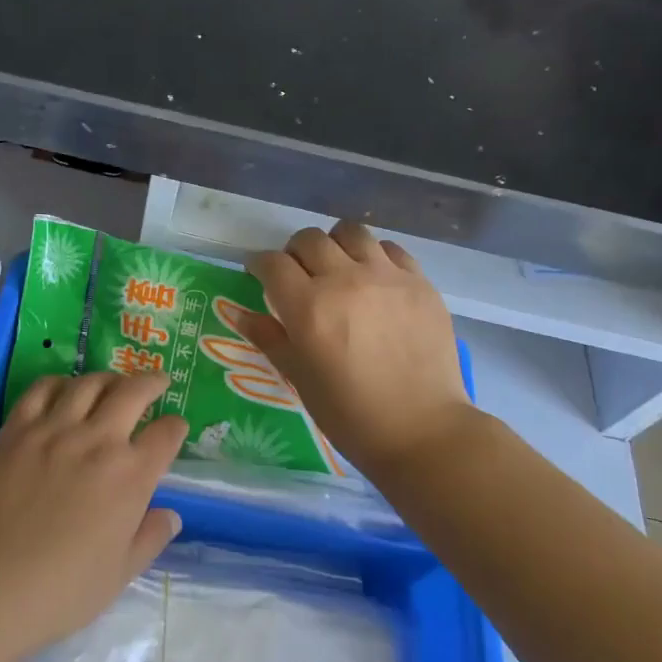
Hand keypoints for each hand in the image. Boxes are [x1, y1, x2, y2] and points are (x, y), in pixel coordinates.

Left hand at [0, 372, 185, 661]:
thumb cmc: (63, 589)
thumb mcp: (121, 573)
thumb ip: (150, 538)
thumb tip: (171, 516)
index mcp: (131, 475)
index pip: (165, 435)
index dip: (175, 428)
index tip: (175, 428)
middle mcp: (98, 440)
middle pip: (132, 393)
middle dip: (151, 383)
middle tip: (157, 381)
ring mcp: (55, 429)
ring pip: (88, 384)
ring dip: (108, 378)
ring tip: (112, 382)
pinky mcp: (17, 429)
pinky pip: (42, 390)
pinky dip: (59, 382)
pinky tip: (64, 388)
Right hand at [228, 222, 472, 480]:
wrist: (422, 430)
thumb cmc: (350, 414)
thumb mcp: (298, 378)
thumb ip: (268, 337)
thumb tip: (240, 313)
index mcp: (308, 307)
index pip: (272, 263)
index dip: (259, 265)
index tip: (259, 275)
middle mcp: (344, 280)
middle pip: (308, 239)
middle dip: (294, 253)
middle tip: (297, 274)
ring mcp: (386, 277)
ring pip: (350, 232)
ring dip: (334, 244)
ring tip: (337, 266)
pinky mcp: (419, 282)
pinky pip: (390, 248)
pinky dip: (374, 255)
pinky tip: (374, 278)